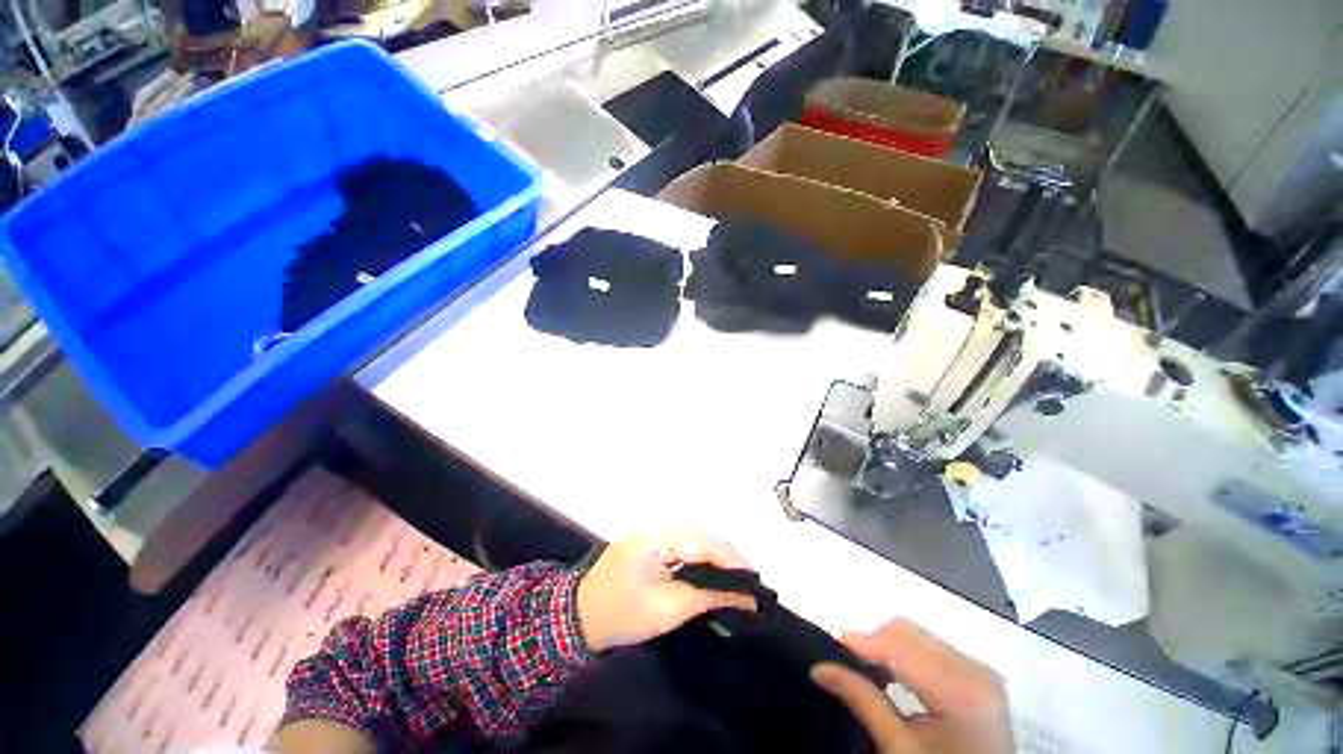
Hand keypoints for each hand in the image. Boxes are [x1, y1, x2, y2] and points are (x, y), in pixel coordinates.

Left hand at [577, 528, 757, 651]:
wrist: (579, 617)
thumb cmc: (622, 616)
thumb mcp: (668, 610)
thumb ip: (707, 597)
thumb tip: (743, 597)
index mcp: (655, 538)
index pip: (700, 542)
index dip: (730, 559)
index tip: (754, 578)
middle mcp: (654, 526)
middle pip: (699, 535)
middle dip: (725, 556)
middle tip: (748, 579)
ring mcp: (650, 531)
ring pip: (692, 538)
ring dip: (713, 555)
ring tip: (736, 576)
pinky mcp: (649, 541)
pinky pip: (681, 543)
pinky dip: (699, 556)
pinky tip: (711, 570)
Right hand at [811, 619, 1012, 753]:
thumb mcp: (899, 749)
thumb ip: (862, 701)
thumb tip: (819, 668)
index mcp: (962, 689)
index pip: (900, 647)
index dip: (860, 643)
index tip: (826, 646)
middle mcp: (975, 669)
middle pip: (907, 633)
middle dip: (872, 643)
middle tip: (844, 662)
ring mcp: (979, 670)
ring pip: (916, 636)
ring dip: (886, 646)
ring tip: (863, 667)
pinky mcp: (977, 675)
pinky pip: (930, 647)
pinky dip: (904, 654)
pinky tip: (890, 673)